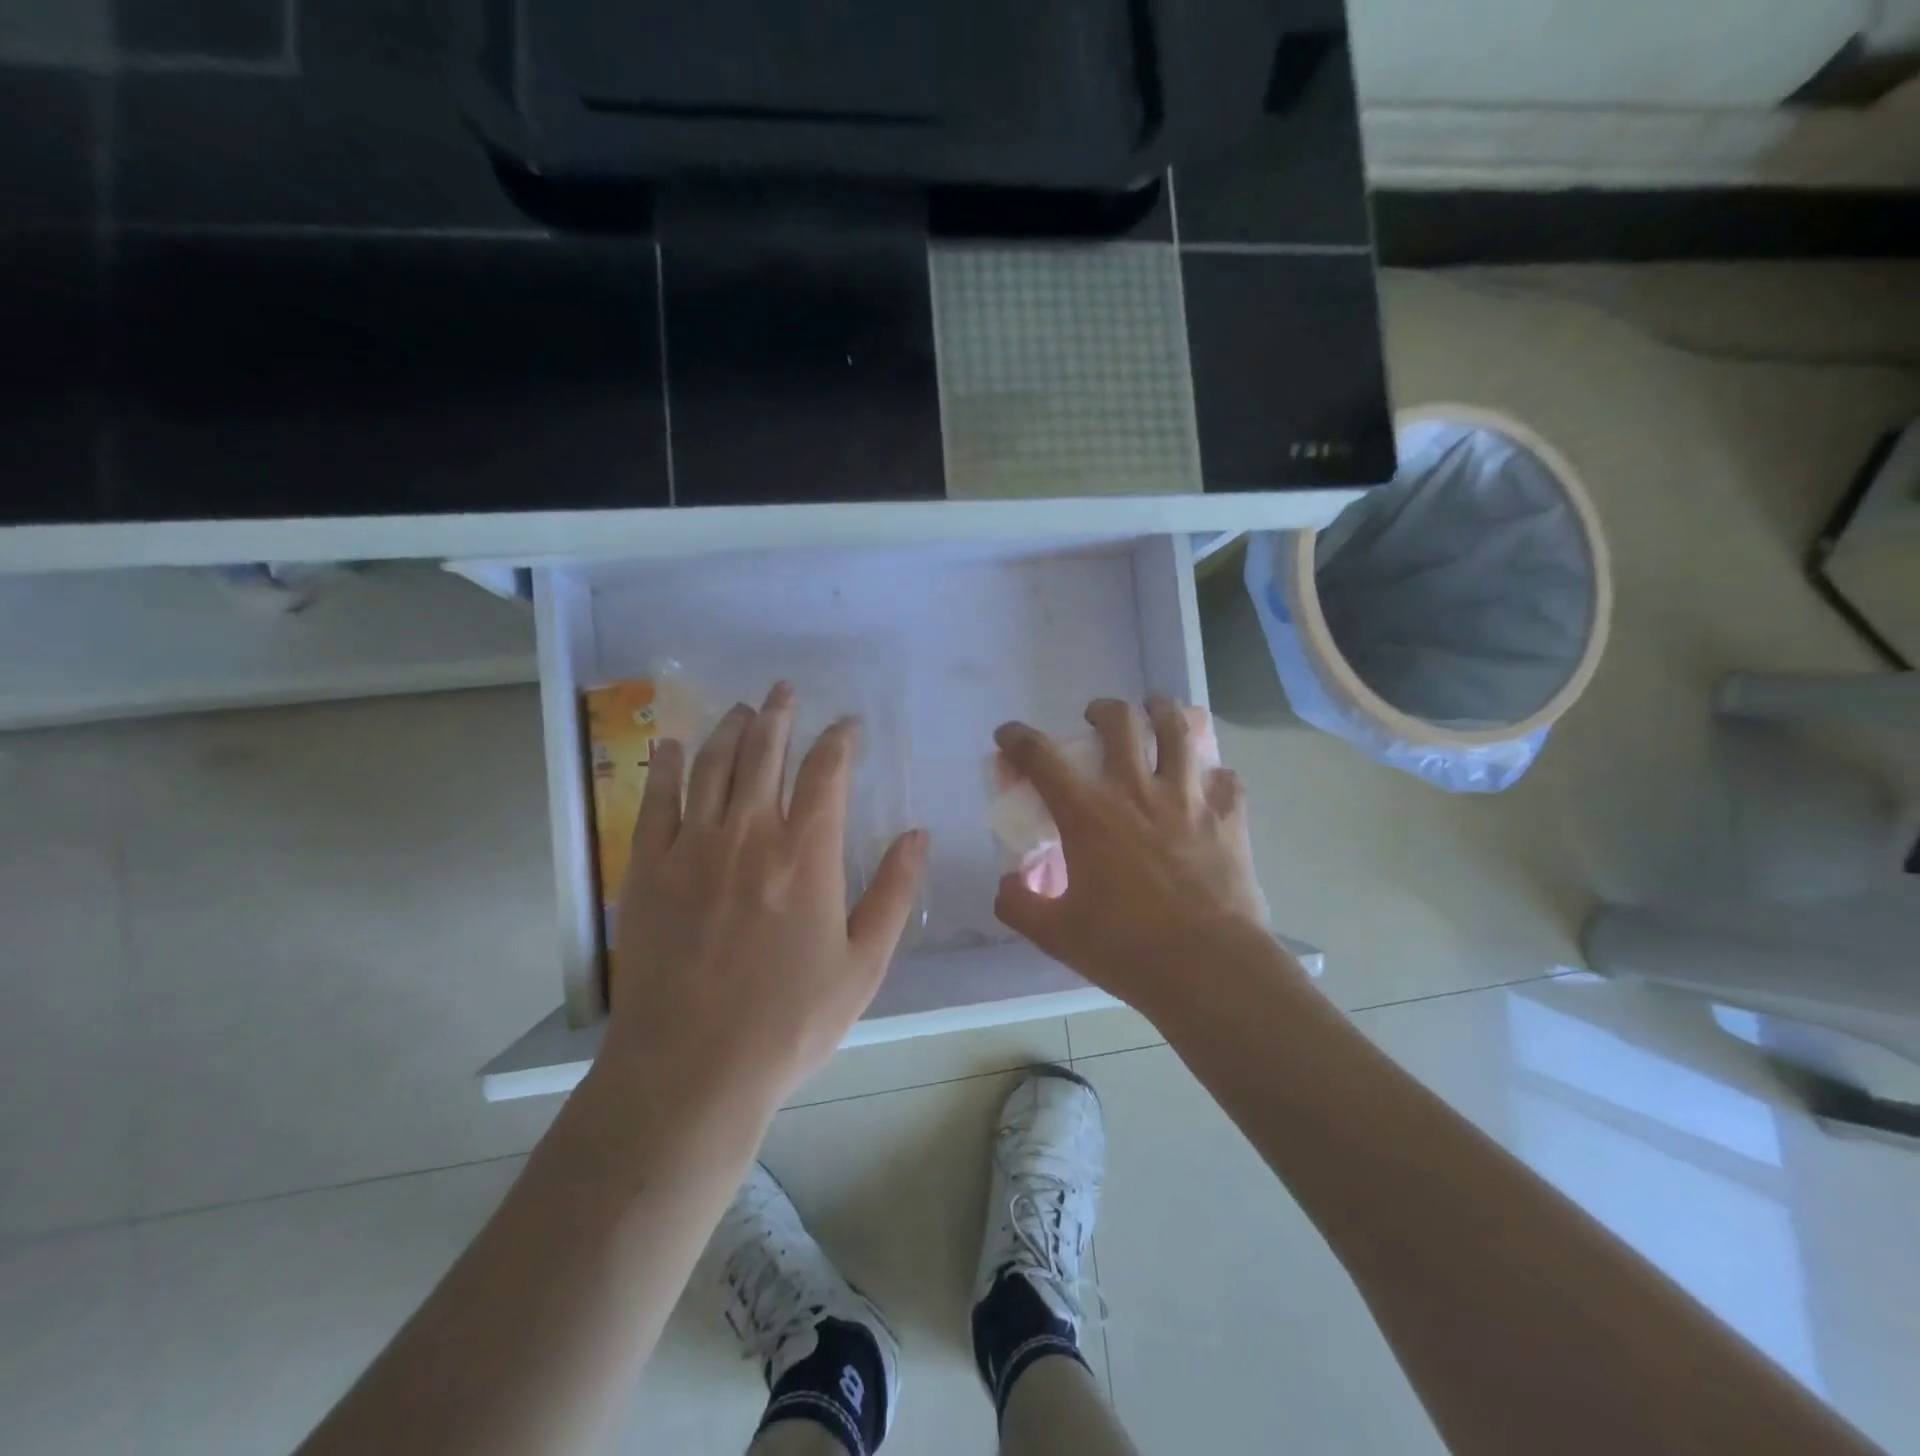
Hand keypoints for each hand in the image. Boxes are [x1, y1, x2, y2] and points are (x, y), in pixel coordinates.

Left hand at [603, 682, 928, 1107]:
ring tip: (743, 708)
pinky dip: (664, 765)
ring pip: (711, 765)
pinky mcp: (648, 869)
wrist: (691, 1069)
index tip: (847, 724)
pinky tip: (670, 744)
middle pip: (764, 753)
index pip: (826, 773)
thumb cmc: (789, 1022)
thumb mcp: (864, 965)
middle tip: (786, 689)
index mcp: (806, 855)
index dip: (839, 740)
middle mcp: (749, 834)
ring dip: (730, 730)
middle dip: (779, 714)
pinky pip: (656, 800)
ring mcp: (692, 848)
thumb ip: (894, 893)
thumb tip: (918, 835)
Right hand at [992, 697, 1278, 1016]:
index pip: (1042, 756)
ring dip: (1162, 712)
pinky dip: (1212, 775)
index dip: (1018, 738)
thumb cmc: (1126, 948)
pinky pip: (1225, 777)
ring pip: (1179, 729)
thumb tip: (1007, 885)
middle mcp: (1137, 791)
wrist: (1209, 969)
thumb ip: (1019, 905)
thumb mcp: (1056, 935)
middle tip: (1096, 720)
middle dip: (1102, 710)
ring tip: (1155, 714)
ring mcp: (1189, 798)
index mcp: (1088, 813)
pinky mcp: (1229, 817)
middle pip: (1120, 721)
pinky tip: (1207, 785)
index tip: (1008, 735)